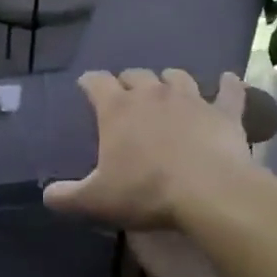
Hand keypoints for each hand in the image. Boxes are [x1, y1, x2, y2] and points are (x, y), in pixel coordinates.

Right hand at [44, 69, 256, 229]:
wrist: (209, 192)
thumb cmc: (145, 192)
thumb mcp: (95, 201)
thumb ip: (66, 196)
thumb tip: (47, 195)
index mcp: (117, 109)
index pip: (96, 82)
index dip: (89, 83)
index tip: (86, 87)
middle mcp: (153, 94)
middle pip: (136, 75)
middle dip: (128, 81)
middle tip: (126, 96)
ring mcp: (191, 99)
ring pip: (177, 77)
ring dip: (169, 81)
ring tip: (167, 90)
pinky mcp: (224, 112)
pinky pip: (229, 91)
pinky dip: (227, 85)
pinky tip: (227, 80)